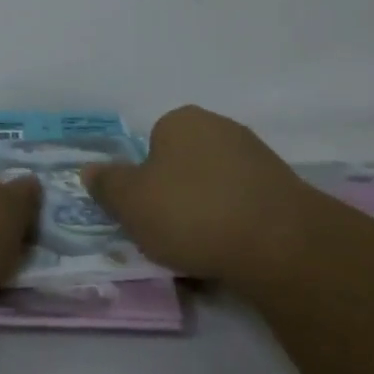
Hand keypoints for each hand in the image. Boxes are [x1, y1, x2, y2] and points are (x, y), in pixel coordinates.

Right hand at [82, 105, 331, 286]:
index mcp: (181, 120)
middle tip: (168, 233)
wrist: (278, 242)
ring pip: (215, 187)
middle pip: (184, 165)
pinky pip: (244, 206)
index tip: (145, 212)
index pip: (152, 145)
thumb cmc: (191, 212)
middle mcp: (220, 127)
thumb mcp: (130, 202)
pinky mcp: (285, 189)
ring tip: (201, 252)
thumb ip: (107, 184)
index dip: (144, 180)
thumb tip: (89, 169)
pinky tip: (232, 252)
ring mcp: (257, 156)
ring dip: (206, 213)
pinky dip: (235, 226)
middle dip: (176, 195)